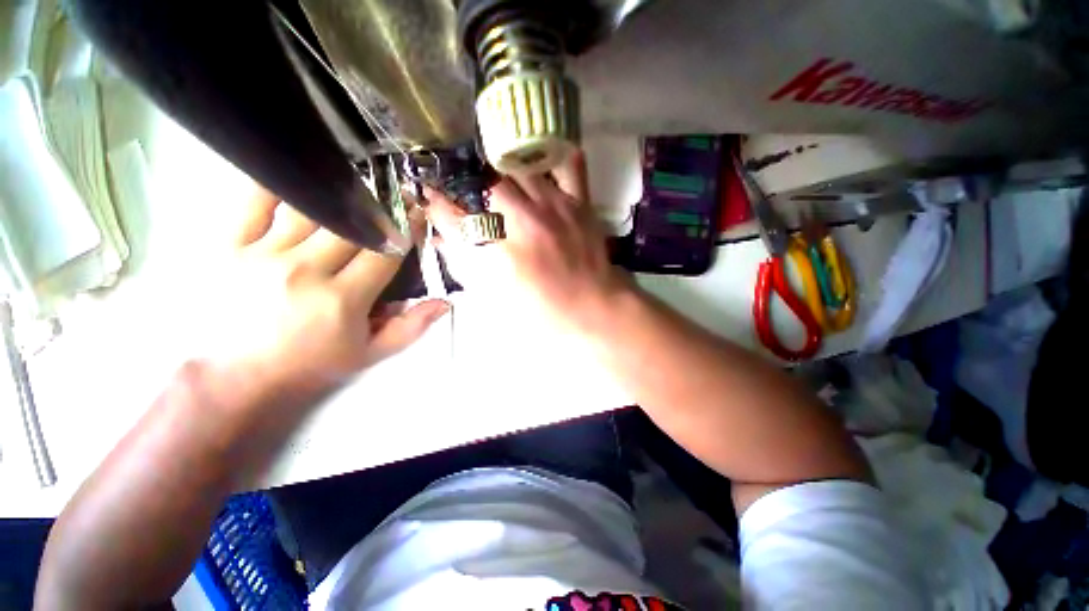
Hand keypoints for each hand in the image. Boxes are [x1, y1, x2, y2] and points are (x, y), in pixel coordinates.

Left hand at [213, 187, 448, 396]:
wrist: (235, 378)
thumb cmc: (310, 365)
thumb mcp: (370, 354)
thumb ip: (411, 327)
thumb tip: (443, 303)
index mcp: (342, 300)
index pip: (386, 253)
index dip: (406, 229)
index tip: (416, 213)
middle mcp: (305, 272)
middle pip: (352, 227)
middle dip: (380, 210)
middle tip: (392, 198)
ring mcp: (263, 255)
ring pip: (311, 210)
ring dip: (339, 199)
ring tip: (354, 192)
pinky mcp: (230, 247)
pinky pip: (254, 203)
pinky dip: (277, 187)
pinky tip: (297, 182)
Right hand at [421, 151, 631, 332]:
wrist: (593, 308)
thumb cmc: (543, 311)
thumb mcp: (496, 296)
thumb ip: (467, 265)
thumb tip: (443, 240)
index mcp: (500, 251)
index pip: (455, 215)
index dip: (436, 204)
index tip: (430, 198)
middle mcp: (524, 221)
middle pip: (484, 184)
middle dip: (466, 184)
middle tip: (465, 191)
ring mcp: (554, 207)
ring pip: (518, 168)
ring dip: (500, 171)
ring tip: (495, 177)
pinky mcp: (579, 203)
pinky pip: (568, 164)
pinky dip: (551, 157)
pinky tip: (537, 162)